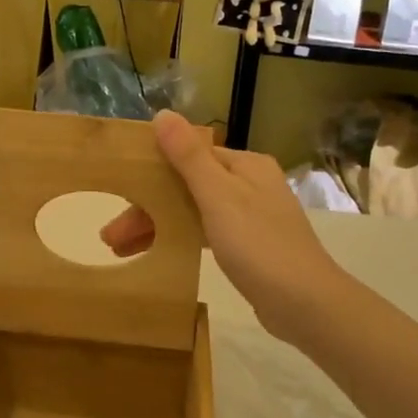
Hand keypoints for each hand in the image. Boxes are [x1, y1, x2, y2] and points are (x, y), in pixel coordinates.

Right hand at [102, 111, 344, 345]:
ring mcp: (251, 215)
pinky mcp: (250, 246)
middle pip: (187, 187)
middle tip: (111, 238)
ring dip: (159, 225)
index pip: (187, 158)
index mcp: (244, 165)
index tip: (117, 196)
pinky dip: (181, 239)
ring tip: (121, 251)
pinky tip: (158, 253)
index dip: (149, 175)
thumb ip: (189, 157)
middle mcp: (250, 184)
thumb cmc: (259, 245)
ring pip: (193, 211)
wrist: (306, 304)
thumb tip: (163, 113)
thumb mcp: (218, 197)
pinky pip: (206, 233)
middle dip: (148, 208)